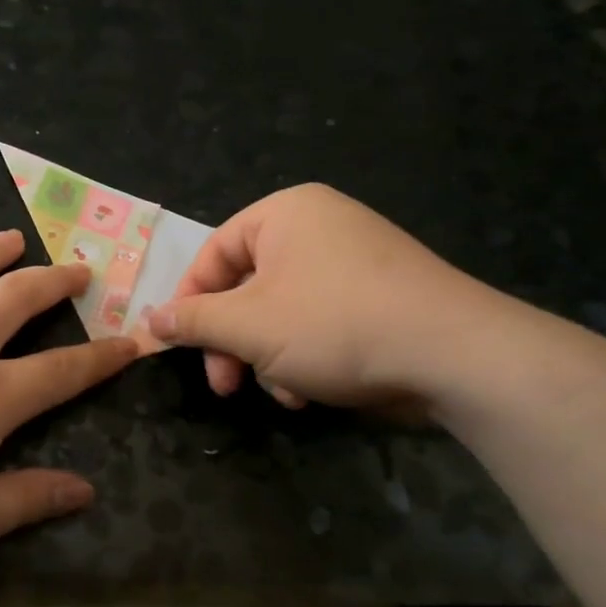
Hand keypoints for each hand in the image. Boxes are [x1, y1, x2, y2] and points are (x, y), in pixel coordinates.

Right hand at [147, 184, 505, 409]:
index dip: (189, 301)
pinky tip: (310, 391)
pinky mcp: (378, 297)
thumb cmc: (335, 325)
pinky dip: (304, 356)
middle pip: (246, 286)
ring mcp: (353, 261)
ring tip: (282, 392)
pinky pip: (318, 320)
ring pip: (280, 311)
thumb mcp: (248, 325)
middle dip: (231, 341)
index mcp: (284, 214)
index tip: (178, 344)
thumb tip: (149, 318)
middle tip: (224, 384)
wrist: (456, 355)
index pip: (213, 253)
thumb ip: (193, 320)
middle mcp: (318, 226)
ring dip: (267, 357)